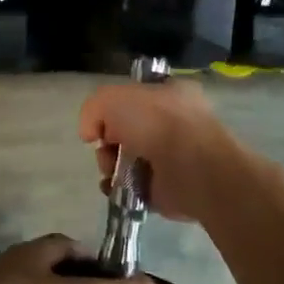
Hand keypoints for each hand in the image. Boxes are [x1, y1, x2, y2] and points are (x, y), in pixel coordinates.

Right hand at [78, 79, 265, 225]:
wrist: (192, 167)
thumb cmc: (158, 122)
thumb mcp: (113, 98)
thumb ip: (94, 109)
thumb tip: (91, 134)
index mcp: (170, 94)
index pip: (135, 96)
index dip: (113, 107)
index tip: (104, 120)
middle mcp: (173, 123)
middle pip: (126, 130)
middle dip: (108, 140)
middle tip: (107, 147)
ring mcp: (173, 157)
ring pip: (127, 159)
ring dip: (110, 165)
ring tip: (111, 170)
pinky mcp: (168, 189)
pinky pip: (133, 187)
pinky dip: (118, 189)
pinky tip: (113, 188)